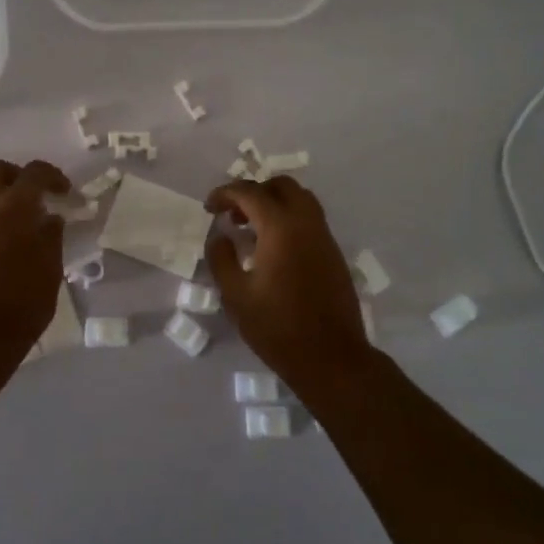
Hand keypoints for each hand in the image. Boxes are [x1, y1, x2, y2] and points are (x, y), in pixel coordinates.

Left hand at [0, 159, 71, 350]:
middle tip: (35, 195)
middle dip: (17, 175)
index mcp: (14, 208)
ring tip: (14, 213)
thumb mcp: (51, 268)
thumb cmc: (23, 302)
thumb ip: (51, 236)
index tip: (65, 192)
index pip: (34, 173)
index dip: (52, 176)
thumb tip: (50, 218)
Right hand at [205, 177, 371, 384]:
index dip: (225, 193)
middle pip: (281, 185)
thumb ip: (222, 259)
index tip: (209, 208)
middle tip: (233, 215)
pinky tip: (273, 248)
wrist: (331, 357)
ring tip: (252, 229)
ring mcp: (325, 237)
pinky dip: (289, 219)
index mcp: (281, 227)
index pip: (250, 192)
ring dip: (274, 203)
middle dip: (253, 192)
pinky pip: (310, 219)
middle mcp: (307, 223)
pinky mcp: (334, 253)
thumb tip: (221, 237)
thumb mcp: (236, 296)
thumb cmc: (277, 328)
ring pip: (300, 199)